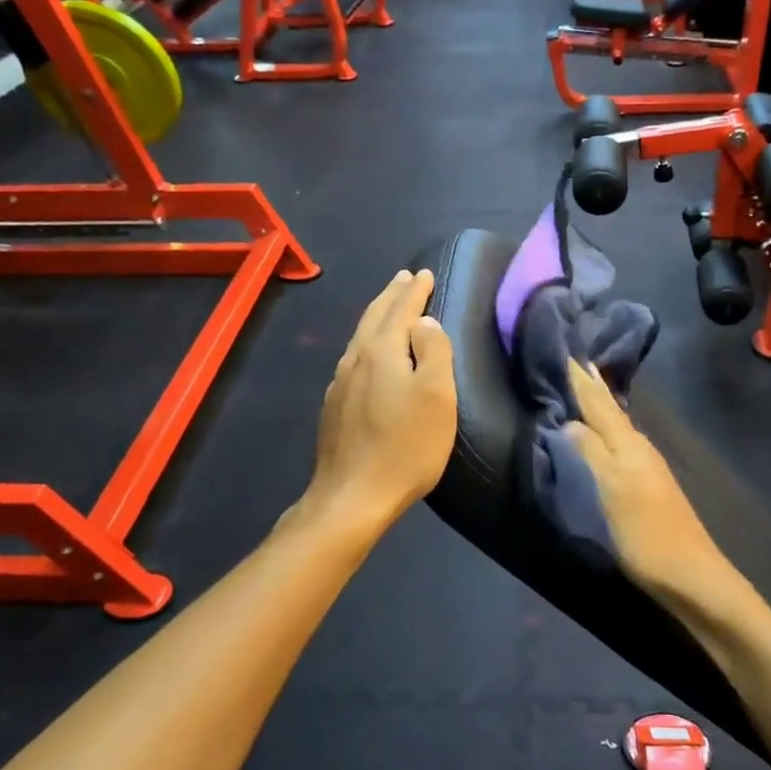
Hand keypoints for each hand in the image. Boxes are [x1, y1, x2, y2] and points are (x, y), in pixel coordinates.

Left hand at [305, 269, 457, 532]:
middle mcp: (355, 359)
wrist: (352, 496)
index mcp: (381, 350)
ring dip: (377, 316)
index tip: (424, 273)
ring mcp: (340, 383)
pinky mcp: (334, 407)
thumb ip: (435, 352)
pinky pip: (353, 360)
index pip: (401, 309)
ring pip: (360, 337)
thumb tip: (425, 322)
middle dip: (392, 295)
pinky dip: (366, 343)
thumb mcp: (437, 397)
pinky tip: (367, 354)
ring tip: (388, 307)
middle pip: (374, 317)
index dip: (415, 290)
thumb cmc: (405, 446)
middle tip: (404, 278)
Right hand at [564, 360, 735, 602]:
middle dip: (590, 385)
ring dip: (598, 405)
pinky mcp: (647, 484)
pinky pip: (619, 442)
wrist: (691, 575)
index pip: (598, 402)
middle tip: (573, 359)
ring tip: (582, 386)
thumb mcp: (612, 491)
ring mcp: (646, 466)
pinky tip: (601, 432)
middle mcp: (639, 447)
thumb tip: (568, 421)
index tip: (565, 350)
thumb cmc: (646, 534)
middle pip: (610, 409)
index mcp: (628, 443)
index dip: (580, 379)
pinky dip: (605, 429)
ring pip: (616, 424)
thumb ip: (590, 452)